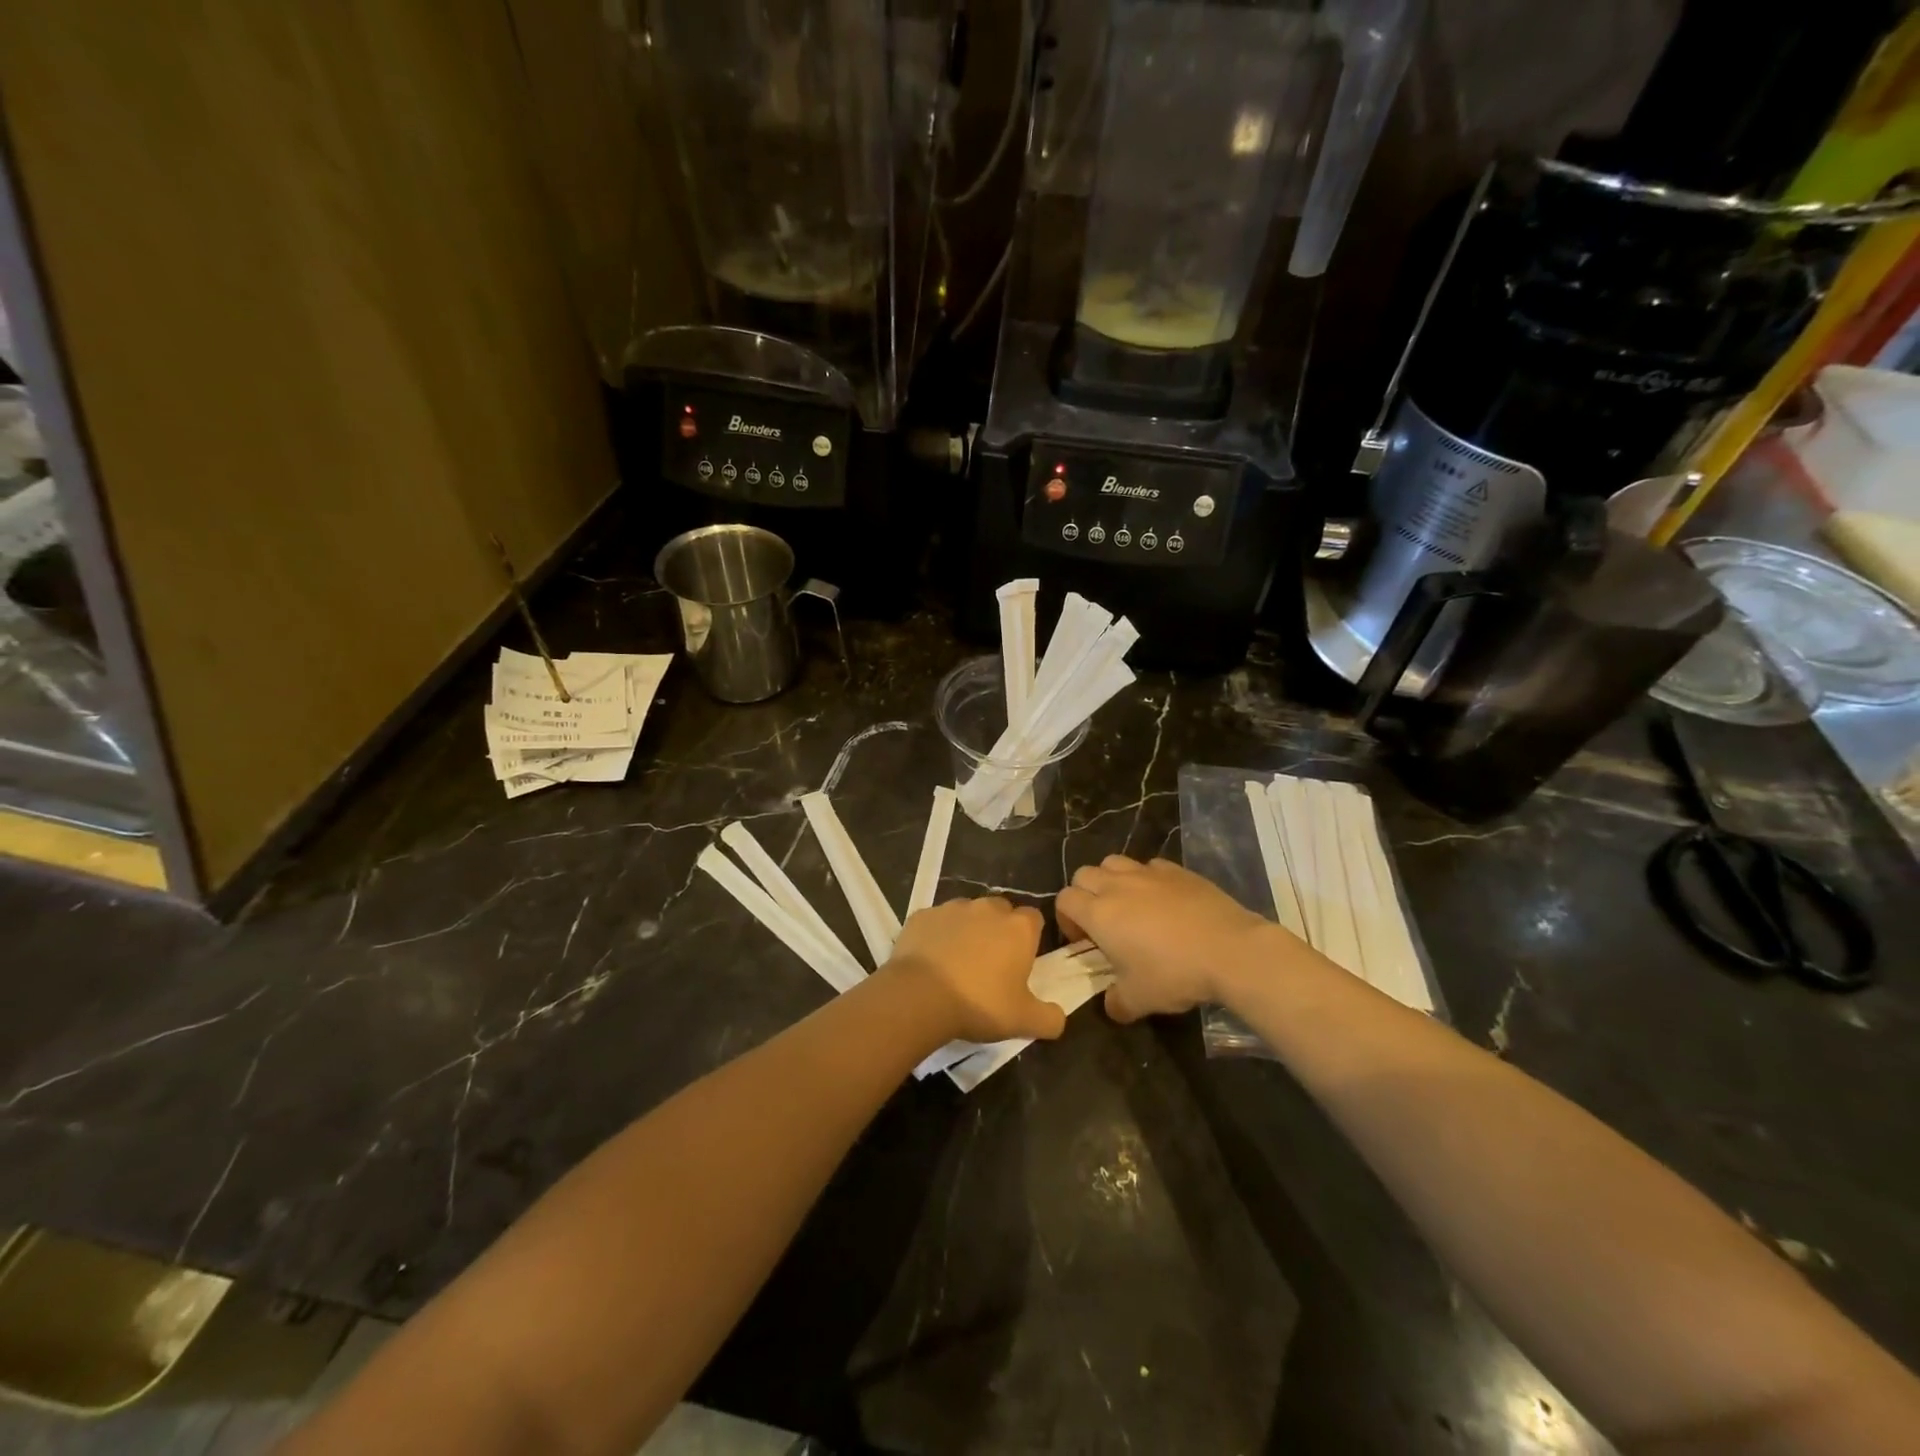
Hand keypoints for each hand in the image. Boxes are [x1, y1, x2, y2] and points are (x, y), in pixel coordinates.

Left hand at [887, 898, 1064, 1044]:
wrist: (920, 996)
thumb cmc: (980, 1004)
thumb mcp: (1024, 1021)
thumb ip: (1050, 1018)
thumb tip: (1058, 1017)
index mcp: (1018, 927)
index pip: (1034, 919)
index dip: (1030, 938)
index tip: (1022, 962)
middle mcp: (988, 908)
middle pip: (1001, 911)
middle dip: (999, 930)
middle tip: (991, 964)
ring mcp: (952, 908)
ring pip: (967, 913)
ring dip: (968, 930)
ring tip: (958, 962)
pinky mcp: (922, 915)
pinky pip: (936, 922)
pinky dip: (937, 935)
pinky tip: (931, 960)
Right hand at [1057, 856, 1279, 1022]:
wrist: (1229, 950)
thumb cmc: (1174, 973)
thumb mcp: (1138, 1000)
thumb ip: (1116, 1003)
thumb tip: (1112, 1005)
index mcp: (1099, 913)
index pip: (1064, 899)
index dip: (1067, 919)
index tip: (1084, 941)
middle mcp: (1117, 885)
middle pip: (1084, 874)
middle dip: (1085, 895)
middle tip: (1103, 922)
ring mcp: (1148, 873)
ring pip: (1114, 862)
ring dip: (1112, 880)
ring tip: (1129, 905)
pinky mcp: (1176, 870)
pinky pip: (1149, 866)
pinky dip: (1147, 879)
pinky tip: (1163, 901)